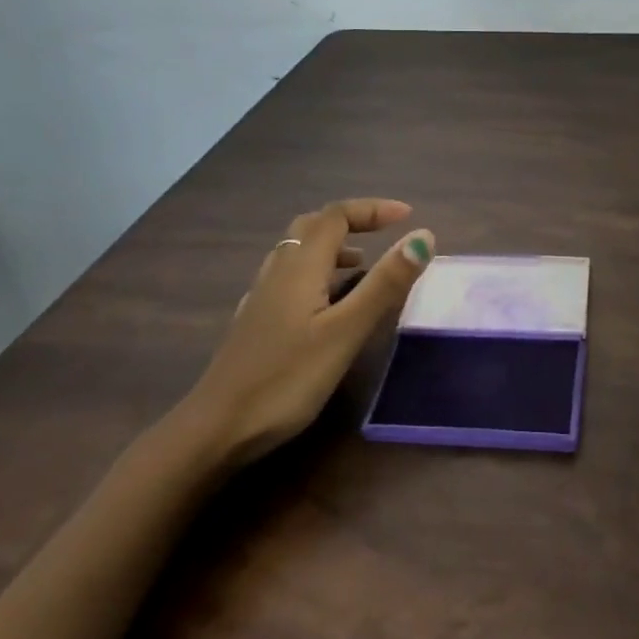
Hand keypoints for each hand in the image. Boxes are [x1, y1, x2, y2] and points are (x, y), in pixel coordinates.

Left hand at [173, 198, 433, 466]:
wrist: (215, 429)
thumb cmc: (286, 378)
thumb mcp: (346, 331)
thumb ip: (385, 283)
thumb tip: (423, 236)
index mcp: (300, 266)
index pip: (336, 215)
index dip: (372, 209)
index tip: (408, 216)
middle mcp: (278, 271)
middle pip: (313, 226)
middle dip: (352, 222)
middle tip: (385, 234)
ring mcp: (262, 297)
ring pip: (298, 253)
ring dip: (334, 247)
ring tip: (364, 267)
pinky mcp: (257, 321)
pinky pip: (290, 278)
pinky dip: (318, 273)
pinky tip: (327, 304)